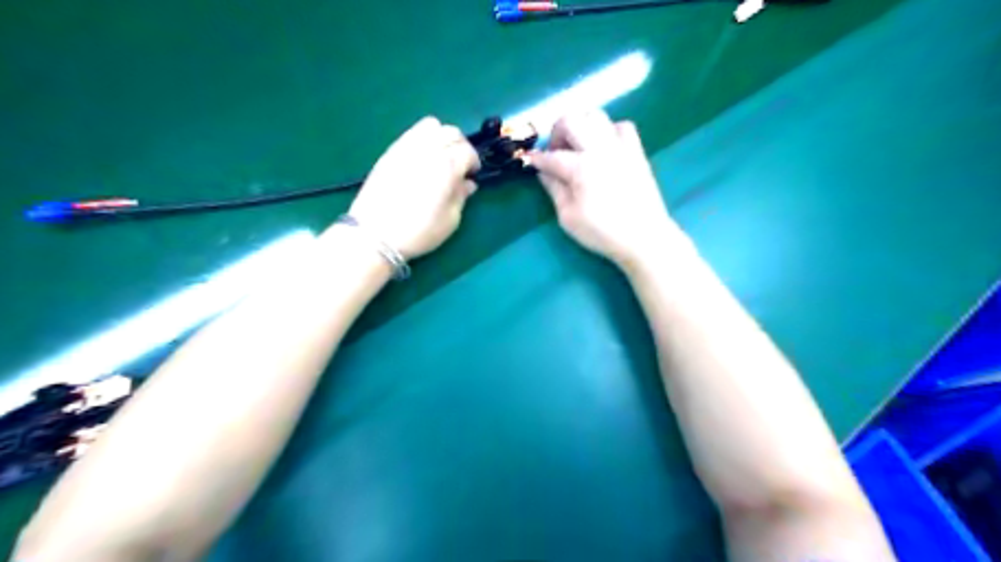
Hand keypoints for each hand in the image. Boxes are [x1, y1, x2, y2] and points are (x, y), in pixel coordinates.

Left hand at [344, 115, 480, 261]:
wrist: (374, 235)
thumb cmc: (418, 232)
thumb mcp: (450, 221)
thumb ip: (461, 197)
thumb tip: (467, 183)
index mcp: (447, 167)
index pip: (468, 151)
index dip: (474, 162)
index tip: (472, 175)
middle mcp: (428, 150)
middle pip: (452, 132)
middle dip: (461, 145)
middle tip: (460, 164)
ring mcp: (407, 147)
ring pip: (432, 125)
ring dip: (442, 137)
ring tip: (441, 156)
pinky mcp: (391, 151)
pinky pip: (412, 132)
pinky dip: (424, 138)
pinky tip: (422, 158)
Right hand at [532, 110, 679, 272]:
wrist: (644, 236)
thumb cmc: (602, 231)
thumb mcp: (568, 217)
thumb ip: (554, 190)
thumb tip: (544, 173)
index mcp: (580, 167)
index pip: (551, 156)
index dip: (537, 159)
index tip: (530, 162)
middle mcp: (599, 148)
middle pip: (571, 120)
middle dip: (557, 132)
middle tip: (556, 152)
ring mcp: (620, 146)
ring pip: (596, 115)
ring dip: (581, 126)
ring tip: (579, 147)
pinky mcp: (636, 151)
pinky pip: (621, 126)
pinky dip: (608, 131)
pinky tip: (604, 148)